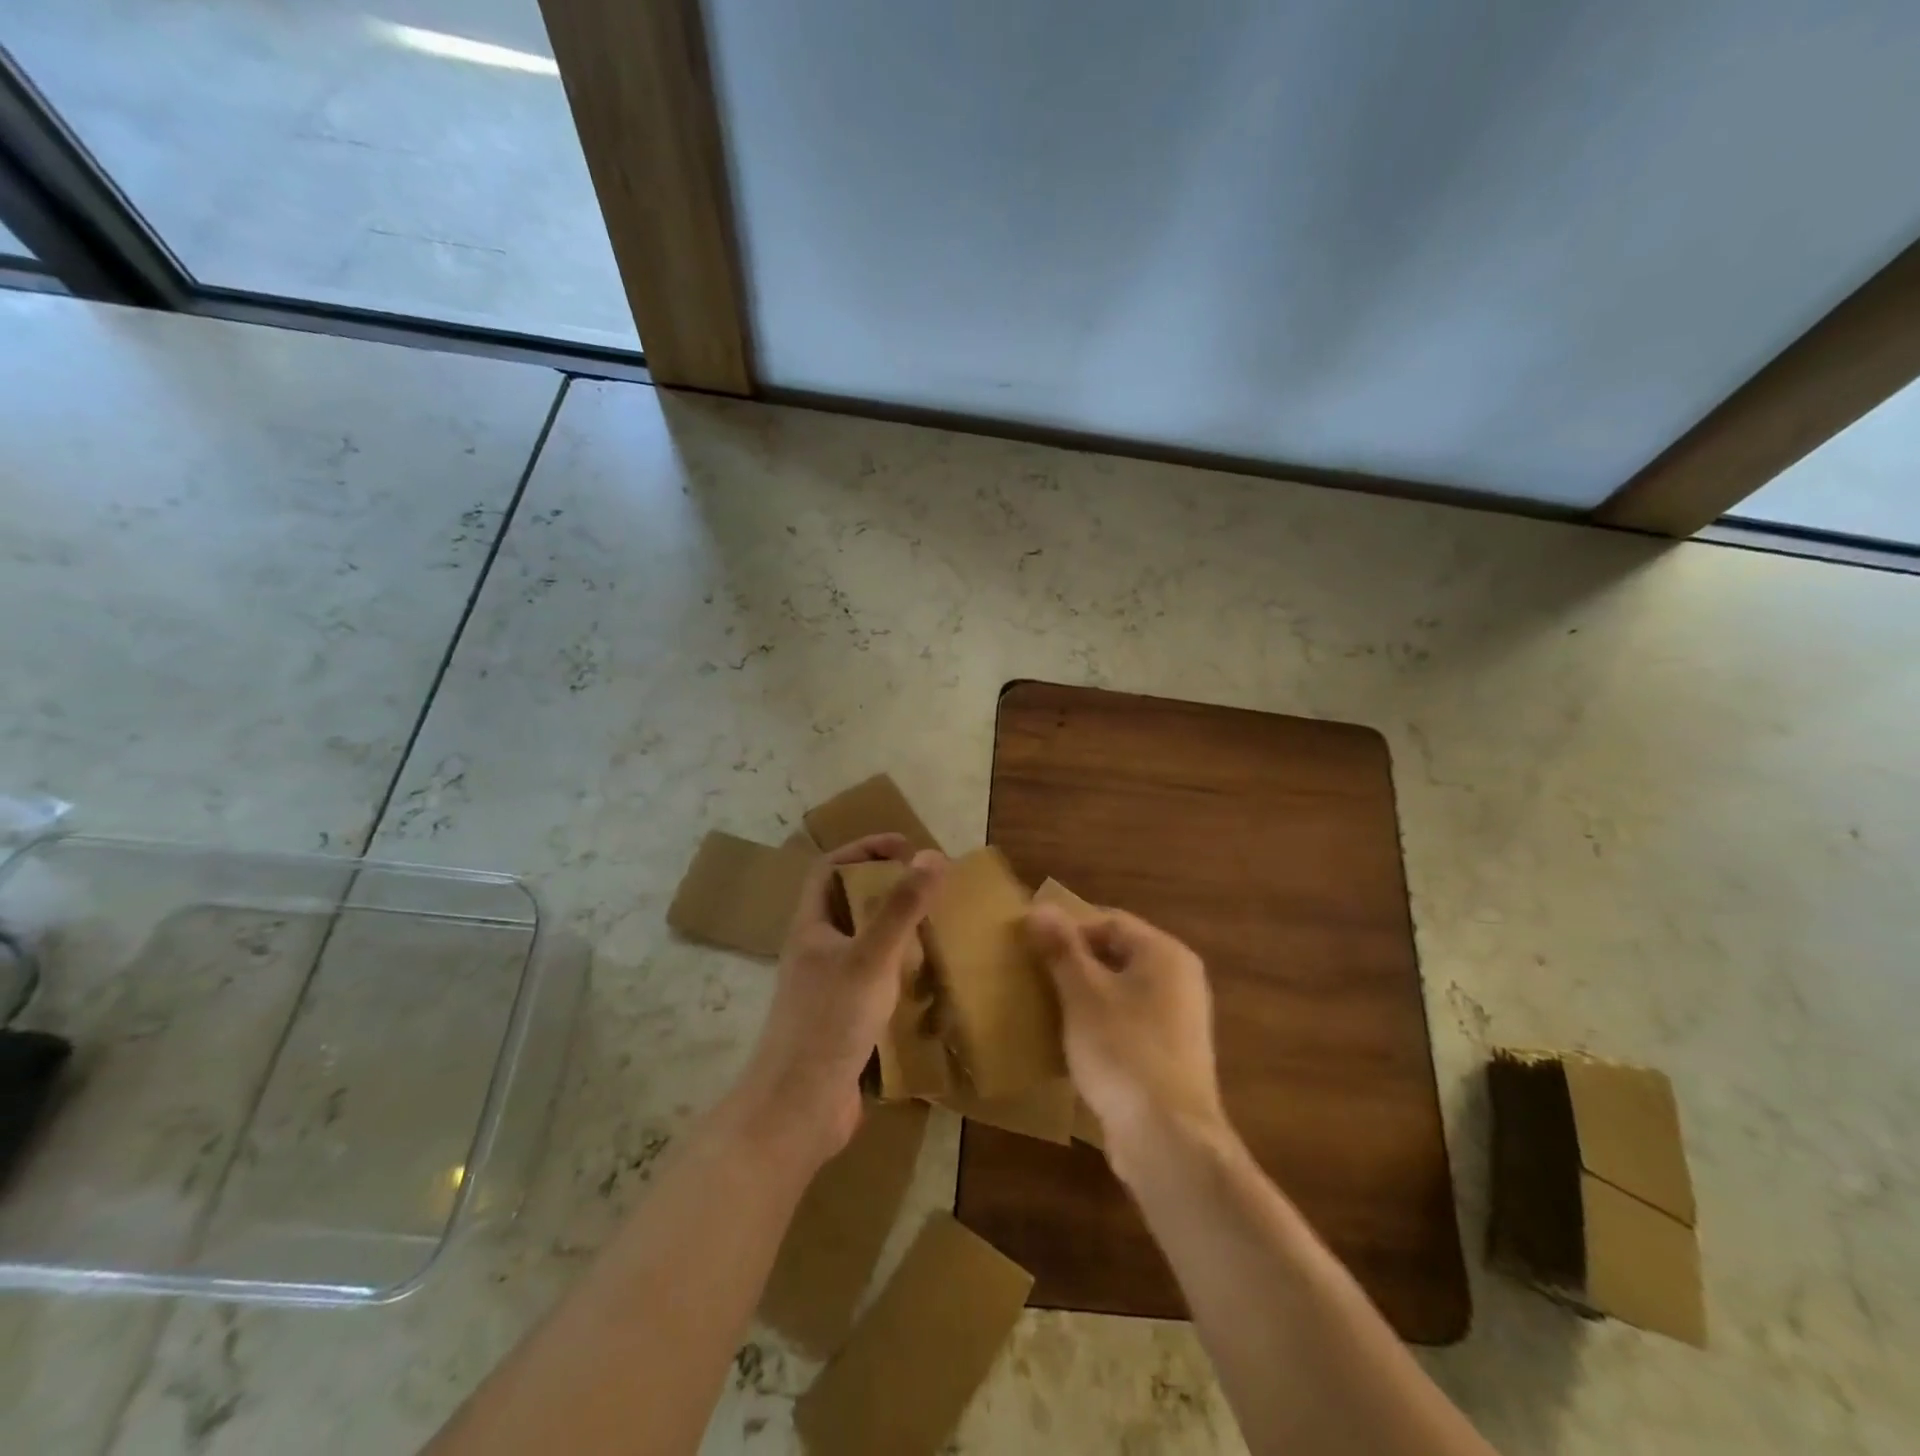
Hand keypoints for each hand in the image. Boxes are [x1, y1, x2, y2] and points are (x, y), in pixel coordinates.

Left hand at [734, 834, 944, 1168]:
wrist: (798, 1111)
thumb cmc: (829, 1024)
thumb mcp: (871, 958)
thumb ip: (901, 908)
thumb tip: (933, 856)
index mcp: (811, 929)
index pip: (830, 869)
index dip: (864, 849)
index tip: (907, 847)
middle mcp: (816, 953)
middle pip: (848, 904)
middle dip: (886, 889)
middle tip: (928, 889)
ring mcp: (828, 989)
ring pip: (863, 944)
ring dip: (895, 931)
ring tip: (935, 929)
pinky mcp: (843, 1022)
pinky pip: (873, 981)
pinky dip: (898, 972)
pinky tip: (926, 982)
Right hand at [1024, 904, 1229, 1178]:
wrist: (1168, 1139)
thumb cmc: (1123, 1050)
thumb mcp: (1083, 993)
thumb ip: (1062, 949)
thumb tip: (1040, 908)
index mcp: (1165, 954)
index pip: (1110, 922)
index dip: (1069, 928)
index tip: (1032, 945)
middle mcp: (1180, 980)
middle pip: (1117, 955)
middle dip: (1074, 962)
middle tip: (1034, 974)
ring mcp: (1179, 1022)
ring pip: (1121, 992)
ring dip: (1084, 996)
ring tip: (1046, 1006)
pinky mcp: (1170, 1058)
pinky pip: (1128, 1025)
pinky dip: (1100, 1025)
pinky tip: (1071, 1043)